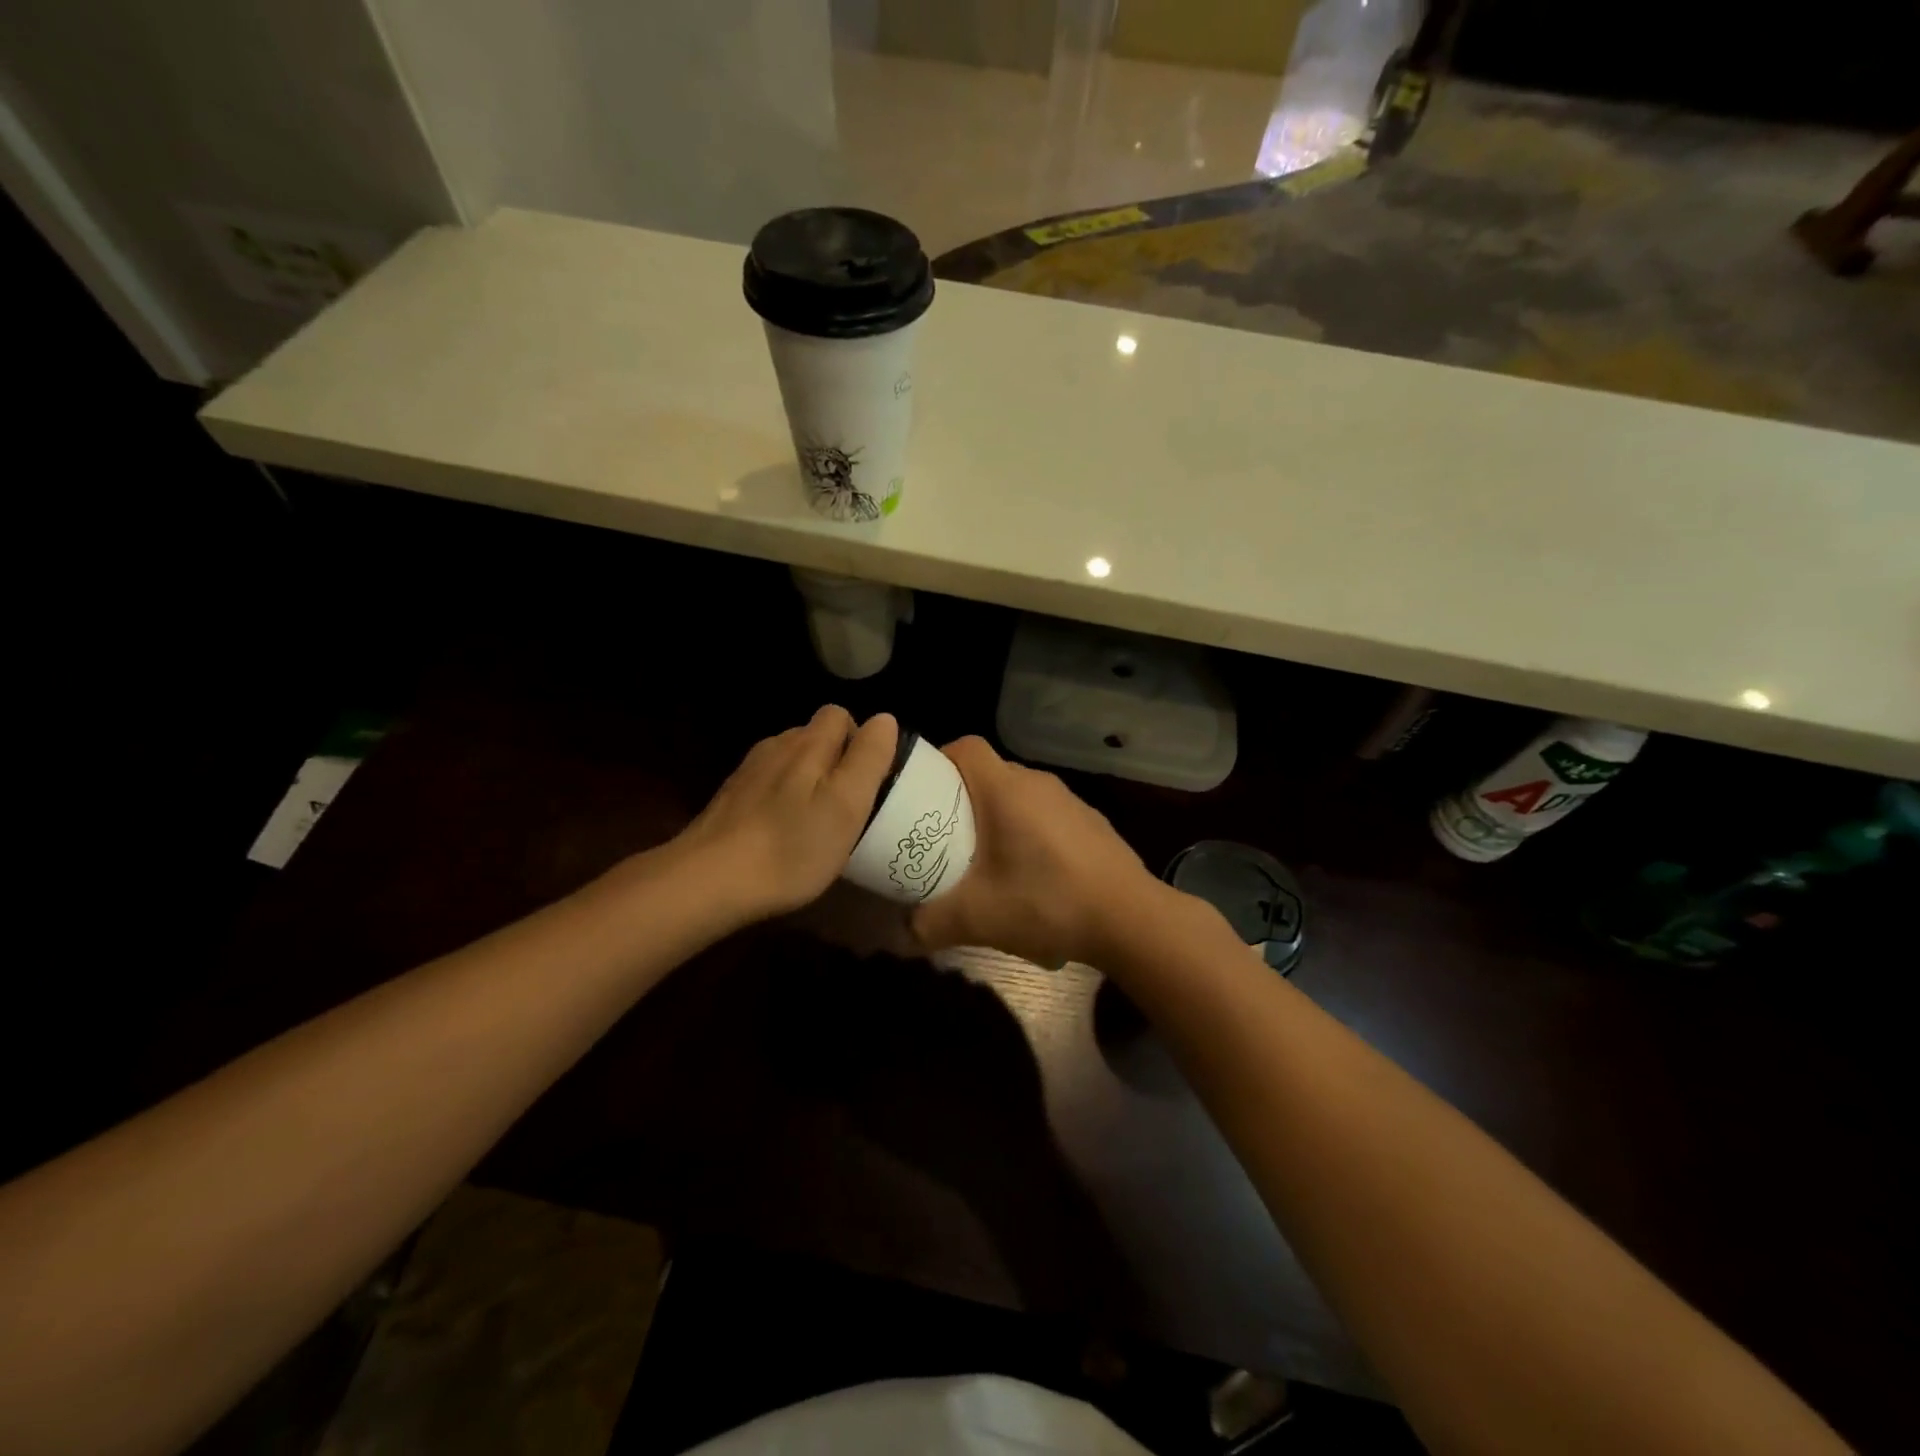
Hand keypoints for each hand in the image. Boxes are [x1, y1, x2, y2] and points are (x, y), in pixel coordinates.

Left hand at [674, 707, 898, 922]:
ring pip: (791, 763)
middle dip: (836, 762)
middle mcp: (776, 746)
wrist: (709, 880)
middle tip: (848, 808)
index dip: (860, 741)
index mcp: (809, 743)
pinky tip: (783, 834)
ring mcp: (749, 772)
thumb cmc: (792, 846)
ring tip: (817, 824)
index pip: (840, 715)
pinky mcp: (730, 799)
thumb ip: (869, 757)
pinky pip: (769, 786)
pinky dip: (783, 801)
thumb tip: (885, 720)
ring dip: (809, 782)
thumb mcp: (847, 804)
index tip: (869, 781)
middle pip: (815, 738)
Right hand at [911, 737, 1164, 968]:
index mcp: (1006, 789)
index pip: (965, 747)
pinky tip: (1030, 873)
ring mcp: (1070, 800)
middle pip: (990, 772)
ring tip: (984, 855)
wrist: (1130, 918)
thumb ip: (930, 924)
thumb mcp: (978, 918)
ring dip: (997, 815)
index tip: (922, 791)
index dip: (939, 760)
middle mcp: (1038, 783)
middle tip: (943, 832)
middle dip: (962, 796)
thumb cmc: (1047, 903)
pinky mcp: (1090, 821)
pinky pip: (1045, 813)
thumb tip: (901, 933)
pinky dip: (1028, 830)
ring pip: (1019, 793)